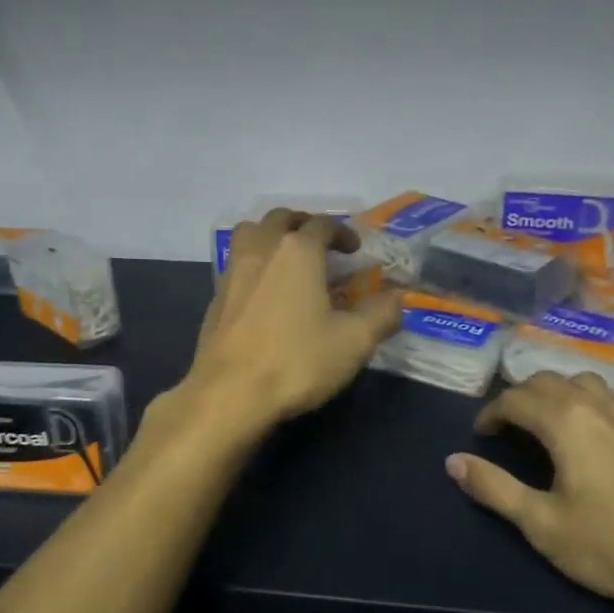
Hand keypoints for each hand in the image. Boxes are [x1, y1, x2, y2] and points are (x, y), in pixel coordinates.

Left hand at [182, 209, 401, 432]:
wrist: (229, 394)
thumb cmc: (296, 361)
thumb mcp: (354, 341)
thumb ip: (381, 314)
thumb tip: (398, 298)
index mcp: (297, 251)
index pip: (322, 225)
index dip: (342, 232)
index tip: (354, 249)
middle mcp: (262, 250)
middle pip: (280, 218)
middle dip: (303, 224)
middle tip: (320, 244)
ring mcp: (233, 272)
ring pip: (250, 234)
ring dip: (271, 236)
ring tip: (287, 258)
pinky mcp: (216, 298)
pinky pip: (236, 263)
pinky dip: (254, 263)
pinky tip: (265, 291)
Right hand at [446, 371, 613, 612]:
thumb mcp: (543, 524)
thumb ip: (494, 489)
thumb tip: (452, 462)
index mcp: (565, 420)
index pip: (515, 399)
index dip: (490, 414)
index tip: (479, 436)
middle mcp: (595, 405)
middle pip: (547, 381)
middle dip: (518, 398)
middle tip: (504, 428)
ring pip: (580, 383)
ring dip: (552, 393)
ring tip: (541, 423)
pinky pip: (605, 398)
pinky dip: (580, 402)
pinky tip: (585, 436)